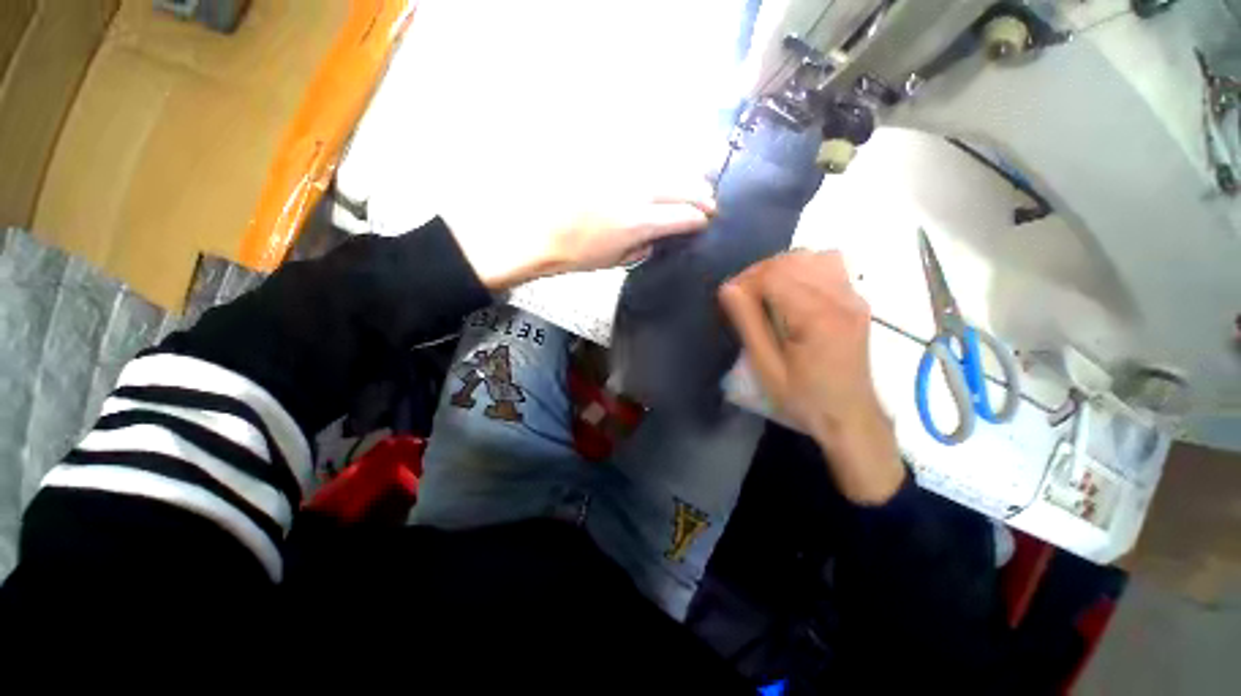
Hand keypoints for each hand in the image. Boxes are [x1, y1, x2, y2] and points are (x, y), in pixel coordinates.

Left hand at [441, 178, 715, 290]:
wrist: (533, 231)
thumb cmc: (573, 255)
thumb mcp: (613, 261)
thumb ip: (642, 247)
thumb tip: (657, 236)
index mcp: (638, 222)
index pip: (683, 216)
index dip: (698, 219)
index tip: (706, 222)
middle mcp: (636, 191)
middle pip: (681, 185)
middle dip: (701, 194)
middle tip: (710, 202)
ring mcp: (620, 171)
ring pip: (665, 165)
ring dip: (685, 175)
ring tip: (696, 182)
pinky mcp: (605, 160)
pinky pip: (641, 157)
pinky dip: (659, 165)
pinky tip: (663, 171)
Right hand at [719, 251, 904, 503]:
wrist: (850, 416)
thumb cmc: (803, 397)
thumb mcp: (766, 366)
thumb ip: (747, 323)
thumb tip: (728, 288)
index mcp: (816, 316)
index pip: (774, 274)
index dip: (746, 280)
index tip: (730, 299)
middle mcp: (840, 297)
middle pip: (792, 260)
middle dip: (760, 272)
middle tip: (743, 297)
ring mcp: (853, 296)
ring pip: (812, 256)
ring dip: (781, 267)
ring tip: (766, 291)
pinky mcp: (857, 300)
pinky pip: (830, 264)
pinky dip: (805, 268)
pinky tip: (795, 290)